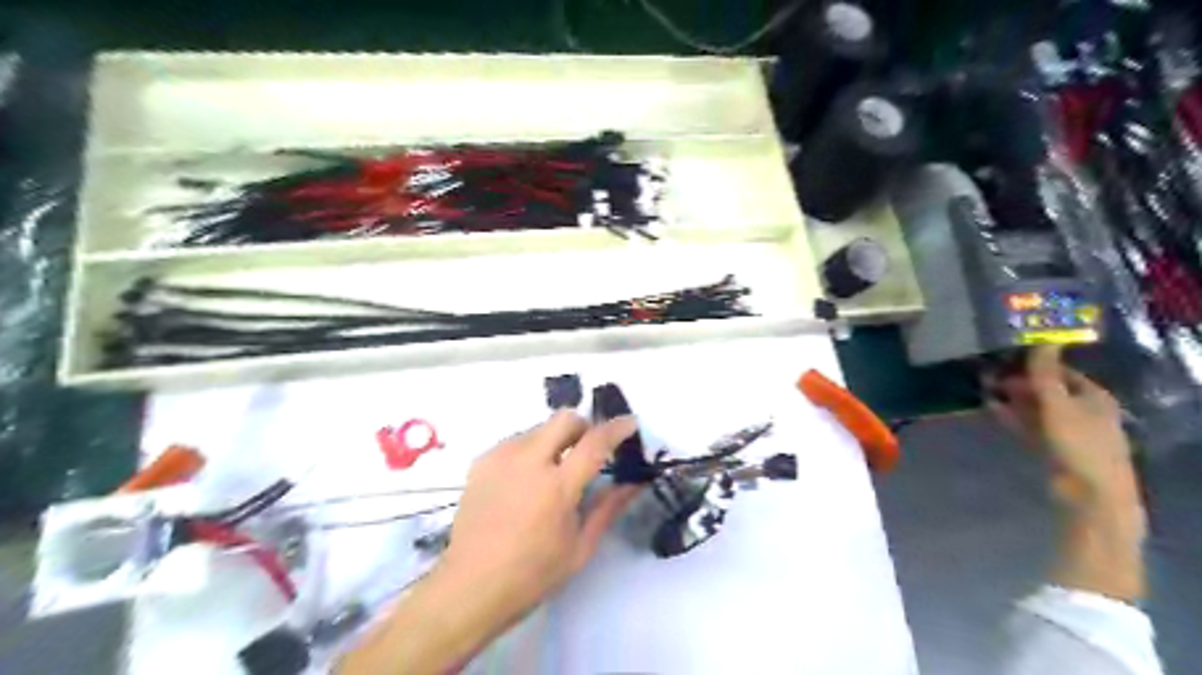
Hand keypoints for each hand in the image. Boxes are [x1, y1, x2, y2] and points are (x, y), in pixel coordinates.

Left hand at [440, 409, 643, 619]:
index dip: (617, 428)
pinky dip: (530, 450)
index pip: (595, 442)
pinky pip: (516, 441)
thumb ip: (608, 507)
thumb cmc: (532, 574)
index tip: (630, 424)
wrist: (470, 587)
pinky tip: (526, 481)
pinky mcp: (482, 462)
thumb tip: (634, 483)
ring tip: (552, 472)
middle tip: (587, 450)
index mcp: (557, 486)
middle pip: (564, 418)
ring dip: (555, 440)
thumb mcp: (580, 547)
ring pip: (539, 428)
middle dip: (584, 427)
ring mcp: (501, 457)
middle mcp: (528, 461)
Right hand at [987, 347, 1138, 505]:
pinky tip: (989, 406)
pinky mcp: (1050, 446)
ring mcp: (1065, 429)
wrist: (1088, 493)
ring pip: (1034, 407)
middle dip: (1018, 381)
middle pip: (1046, 389)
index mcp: (1093, 396)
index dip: (1035, 363)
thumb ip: (1045, 373)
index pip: (1061, 371)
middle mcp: (1081, 409)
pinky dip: (1010, 415)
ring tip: (982, 386)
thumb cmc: (1079, 443)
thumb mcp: (1058, 403)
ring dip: (1010, 398)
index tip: (1005, 356)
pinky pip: (1027, 424)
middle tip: (987, 372)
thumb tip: (1042, 339)